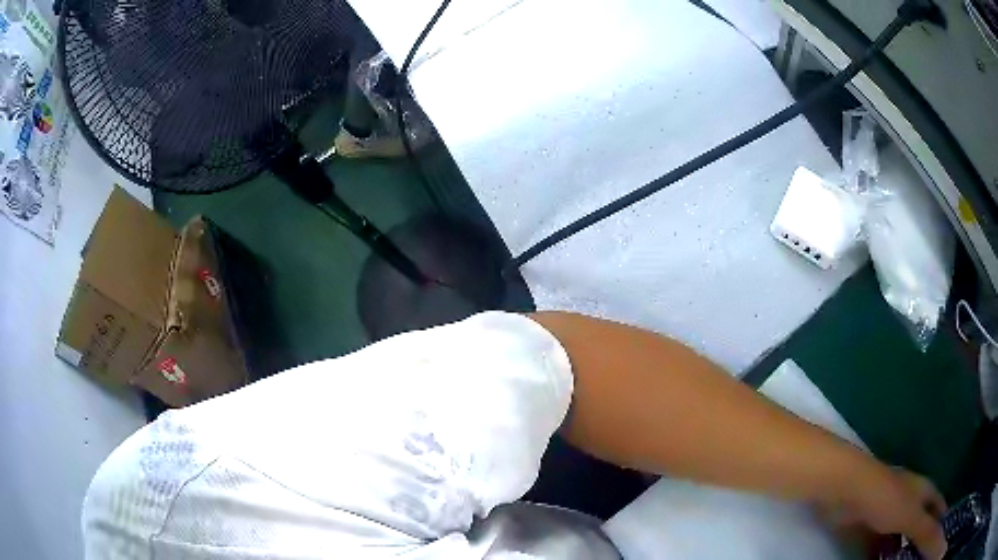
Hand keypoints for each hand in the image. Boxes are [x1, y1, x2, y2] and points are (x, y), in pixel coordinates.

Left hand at [839, 466, 947, 559]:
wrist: (846, 490)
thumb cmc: (886, 497)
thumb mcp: (912, 516)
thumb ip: (927, 530)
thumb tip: (939, 537)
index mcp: (922, 491)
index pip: (937, 504)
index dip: (940, 518)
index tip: (937, 535)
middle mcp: (907, 499)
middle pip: (917, 522)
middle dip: (917, 540)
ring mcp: (885, 512)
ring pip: (896, 536)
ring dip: (898, 551)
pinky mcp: (864, 526)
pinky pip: (876, 545)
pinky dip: (878, 556)